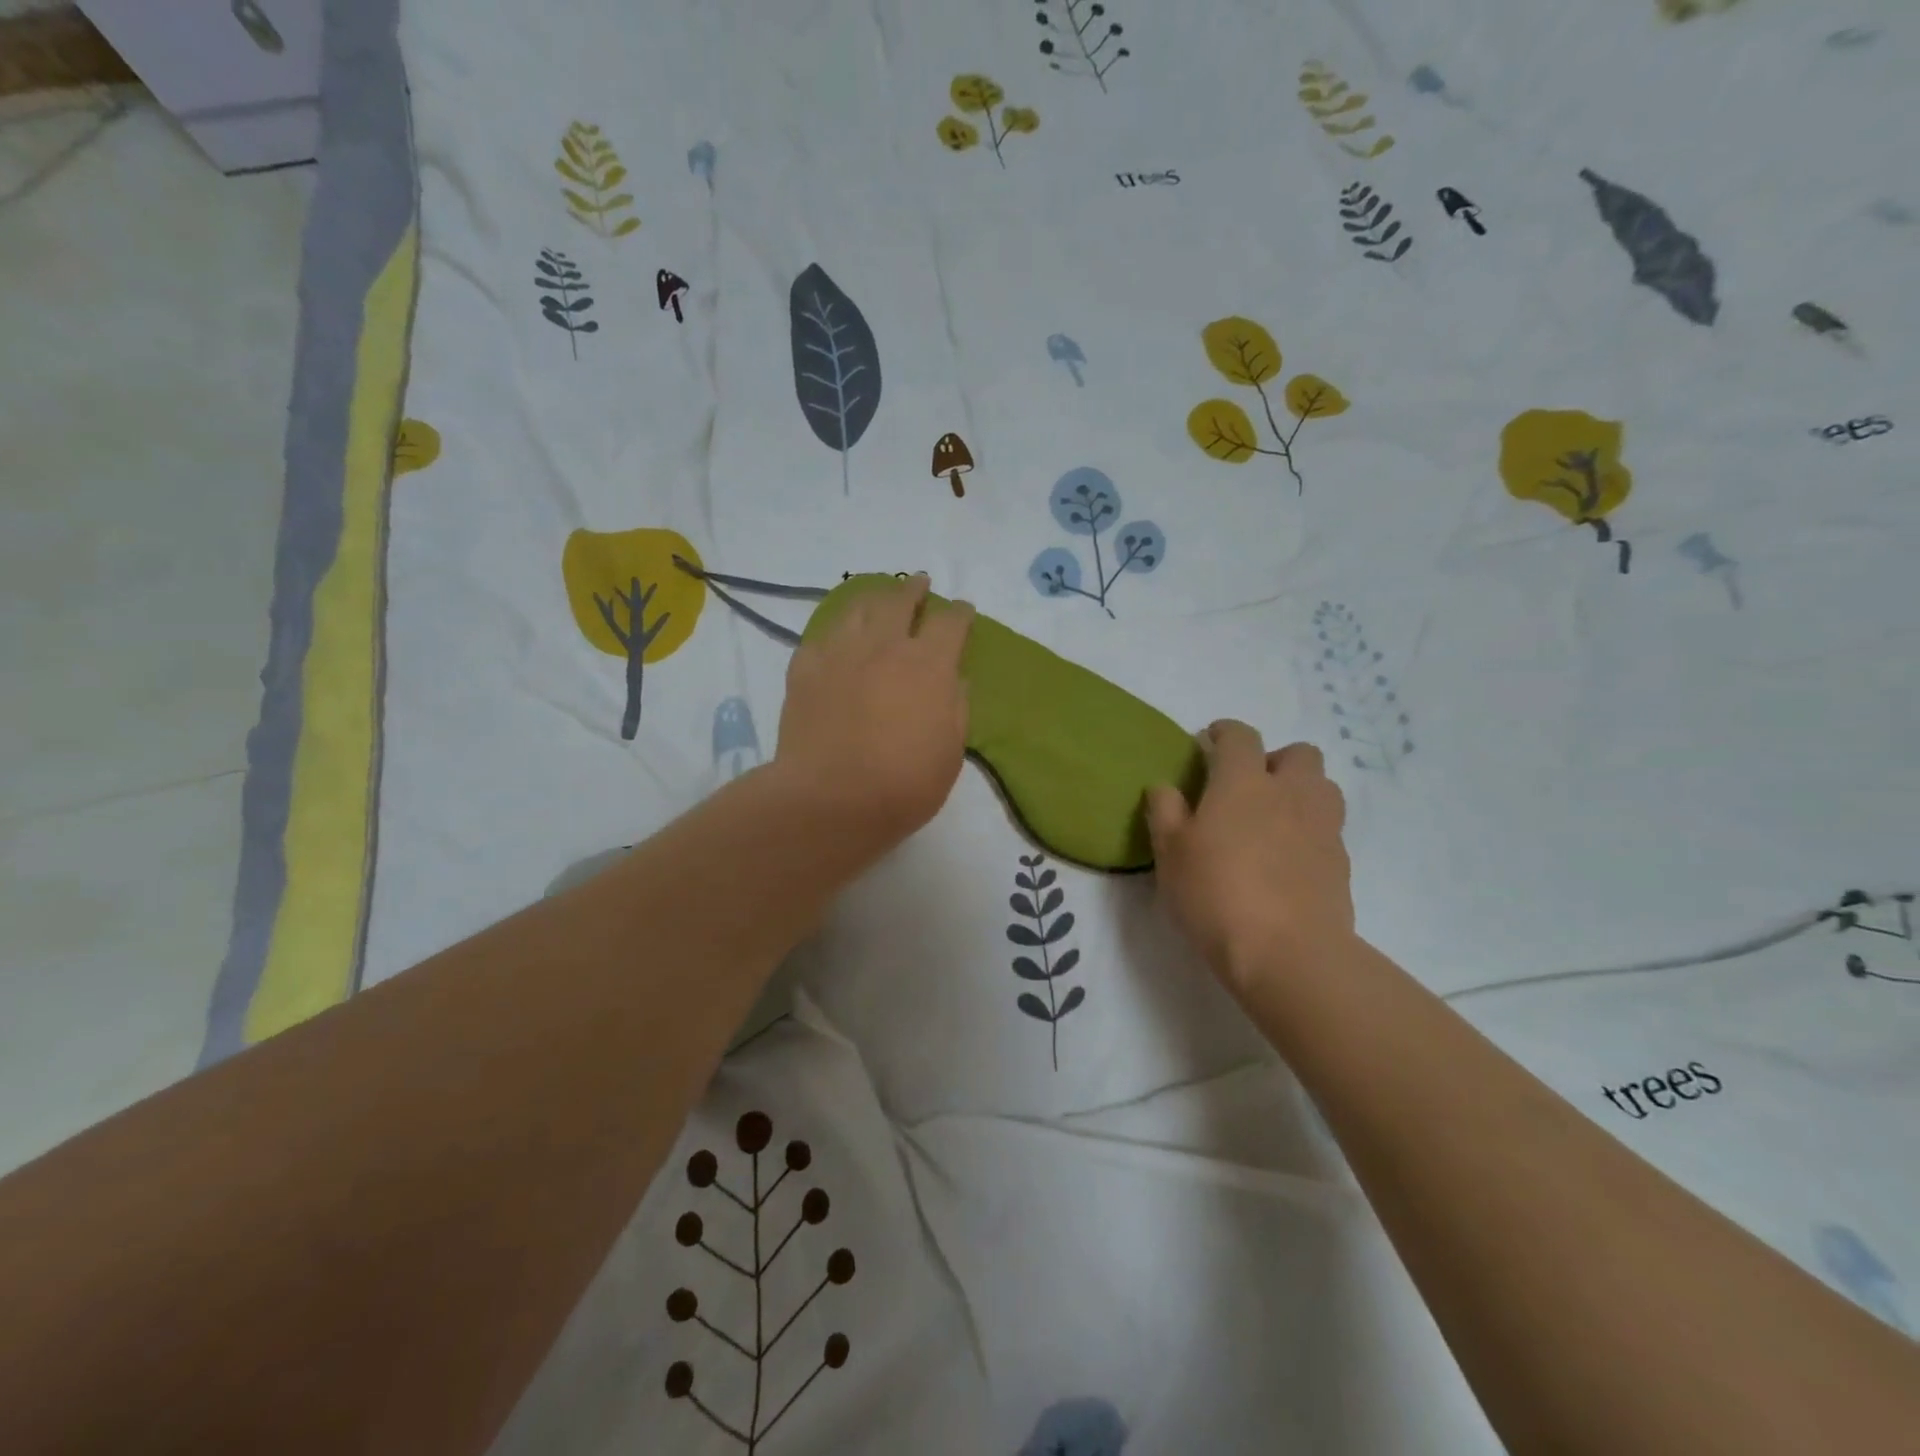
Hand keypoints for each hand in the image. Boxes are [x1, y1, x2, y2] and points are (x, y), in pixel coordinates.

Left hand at [772, 574, 974, 853]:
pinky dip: (836, 631)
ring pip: (858, 608)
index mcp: (929, 665)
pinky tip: (838, 638)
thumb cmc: (903, 785)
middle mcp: (885, 647)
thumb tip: (952, 680)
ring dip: (874, 599)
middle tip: (919, 583)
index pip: (950, 622)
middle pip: (900, 600)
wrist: (829, 800)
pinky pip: (822, 636)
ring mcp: (840, 653)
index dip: (960, 612)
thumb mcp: (950, 753)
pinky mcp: (805, 668)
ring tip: (878, 599)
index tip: (963, 610)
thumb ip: (955, 709)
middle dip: (913, 589)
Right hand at [1145, 722, 1352, 988]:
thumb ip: (1164, 811)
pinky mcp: (1341, 861)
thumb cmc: (1216, 894)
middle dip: (1273, 759)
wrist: (1287, 953)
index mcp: (1243, 782)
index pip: (1240, 736)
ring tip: (1273, 818)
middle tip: (1247, 786)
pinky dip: (1309, 828)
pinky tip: (1287, 857)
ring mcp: (1322, 826)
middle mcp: (1289, 793)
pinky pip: (1328, 826)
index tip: (1208, 743)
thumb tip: (1164, 786)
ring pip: (1322, 786)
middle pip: (1297, 753)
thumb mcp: (1170, 853)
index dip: (1223, 732)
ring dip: (1300, 790)